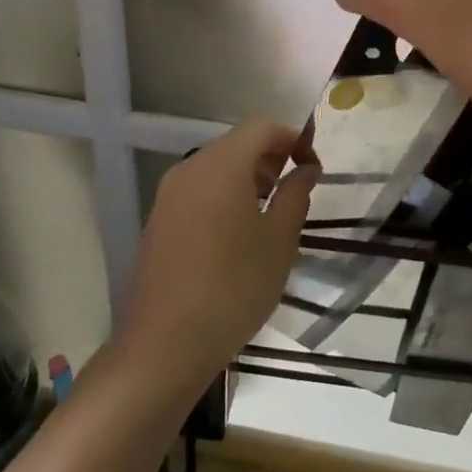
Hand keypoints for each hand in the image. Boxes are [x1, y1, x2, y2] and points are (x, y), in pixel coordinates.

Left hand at [117, 121, 318, 391]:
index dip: (293, 139)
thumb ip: (296, 194)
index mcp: (222, 164)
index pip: (263, 128)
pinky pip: (199, 192)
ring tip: (271, 216)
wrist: (164, 344)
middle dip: (272, 159)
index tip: (313, 170)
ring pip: (217, 168)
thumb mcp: (279, 240)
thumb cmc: (233, 286)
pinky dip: (225, 197)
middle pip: (237, 144)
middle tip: (296, 192)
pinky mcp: (159, 221)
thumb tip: (305, 169)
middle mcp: (190, 169)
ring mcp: (169, 195)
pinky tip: (238, 237)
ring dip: (249, 179)